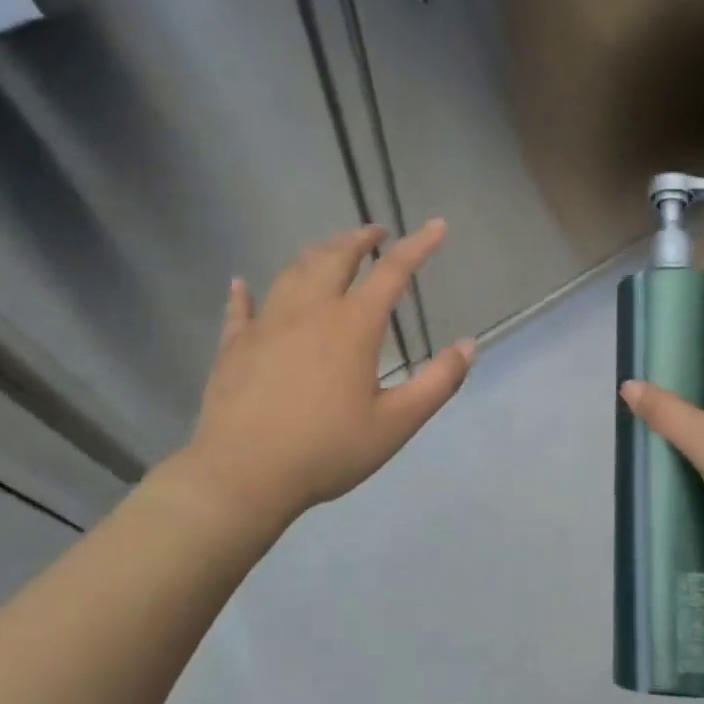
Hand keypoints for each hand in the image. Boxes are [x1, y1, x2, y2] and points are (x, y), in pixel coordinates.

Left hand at [161, 220, 474, 532]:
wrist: (242, 477)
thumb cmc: (327, 450)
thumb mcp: (396, 423)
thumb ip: (438, 382)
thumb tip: (469, 346)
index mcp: (353, 326)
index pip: (393, 272)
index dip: (419, 246)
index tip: (437, 226)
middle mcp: (309, 312)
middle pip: (335, 258)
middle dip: (360, 239)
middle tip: (376, 233)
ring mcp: (266, 325)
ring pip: (292, 273)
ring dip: (316, 254)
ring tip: (330, 251)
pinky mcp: (234, 345)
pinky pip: (240, 308)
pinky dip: (245, 292)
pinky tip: (242, 284)